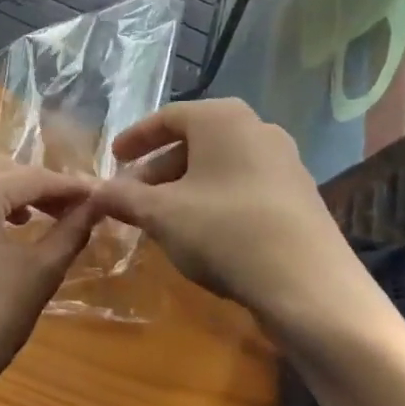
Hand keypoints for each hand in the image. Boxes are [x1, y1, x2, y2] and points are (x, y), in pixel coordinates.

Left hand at [0, 154, 96, 405]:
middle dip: (36, 186)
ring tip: (24, 217)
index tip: (95, 195)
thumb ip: (70, 232)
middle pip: (0, 169)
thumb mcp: (39, 276)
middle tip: (66, 210)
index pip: (32, 178)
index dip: (67, 187)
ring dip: (1, 186)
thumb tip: (96, 204)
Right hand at [89, 98, 380, 338]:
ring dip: (185, 187)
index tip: (114, 159)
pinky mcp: (300, 196)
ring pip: (219, 166)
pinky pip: (244, 186)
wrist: (311, 288)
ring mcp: (284, 162)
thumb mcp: (161, 215)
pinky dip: (215, 200)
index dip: (135, 139)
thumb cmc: (225, 232)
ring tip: (163, 218)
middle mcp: (257, 128)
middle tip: (133, 196)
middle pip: (194, 142)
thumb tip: (93, 192)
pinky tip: (202, 233)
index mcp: (222, 118)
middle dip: (158, 169)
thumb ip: (123, 198)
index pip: (167, 118)